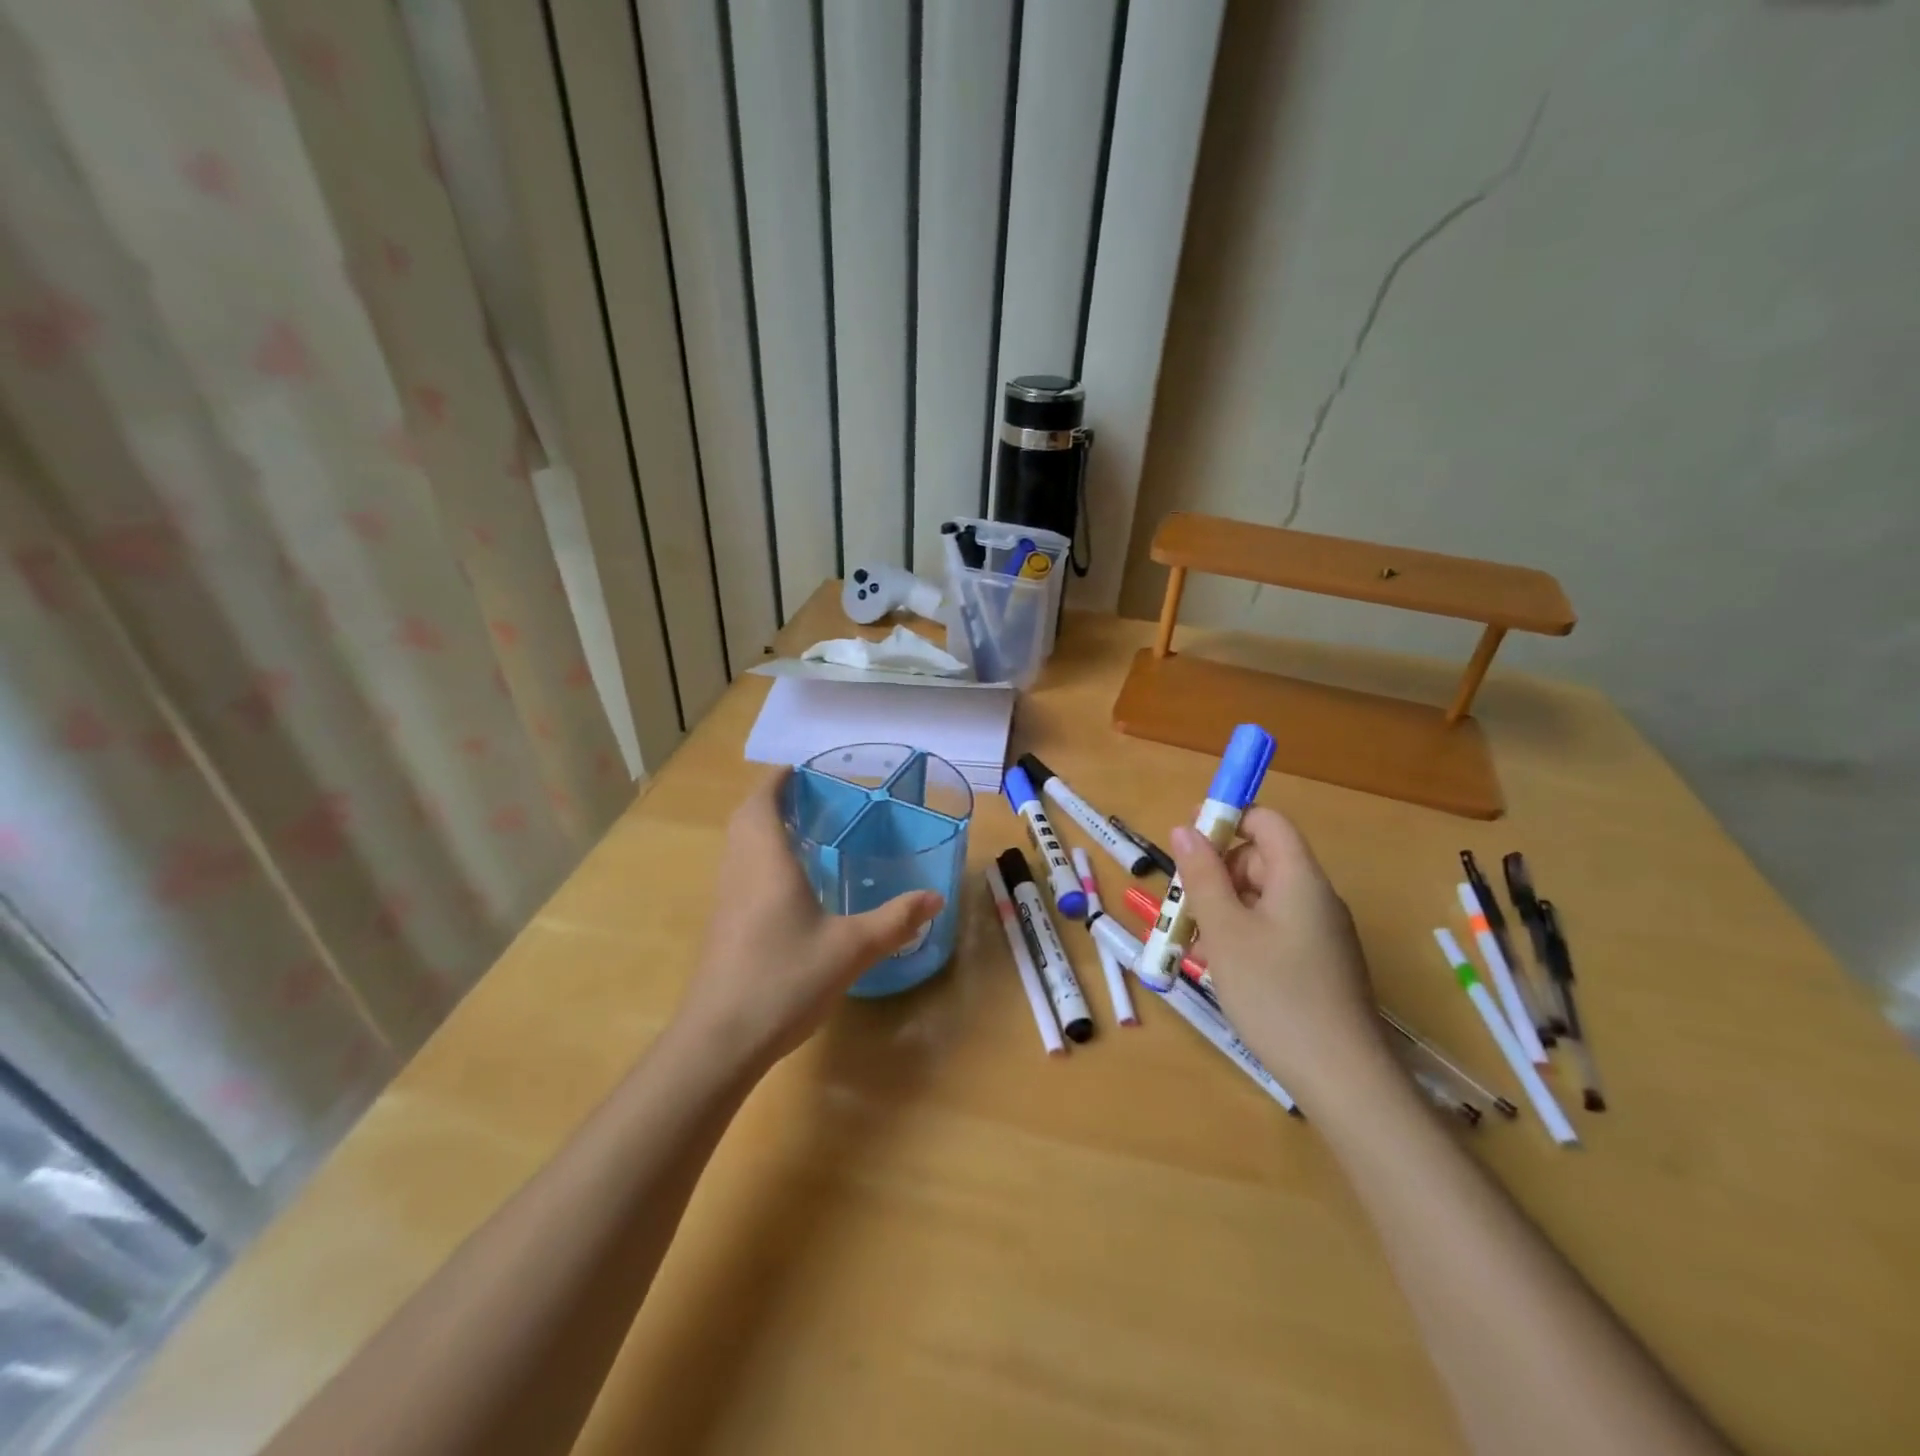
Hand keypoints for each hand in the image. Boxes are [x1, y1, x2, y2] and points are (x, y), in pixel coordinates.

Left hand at [676, 769, 941, 1070]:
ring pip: (738, 847)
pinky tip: (786, 885)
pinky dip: (758, 859)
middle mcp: (740, 872)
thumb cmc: (785, 980)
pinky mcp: (721, 927)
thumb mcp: (852, 948)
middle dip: (770, 801)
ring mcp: (725, 901)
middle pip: (745, 820)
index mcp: (767, 862)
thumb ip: (895, 920)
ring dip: (761, 829)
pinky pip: (738, 873)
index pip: (762, 803)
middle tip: (807, 798)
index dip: (777, 780)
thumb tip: (935, 897)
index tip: (798, 769)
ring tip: (800, 832)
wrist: (719, 1041)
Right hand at [1171, 807, 1388, 1100]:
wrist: (1342, 1079)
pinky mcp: (1319, 964)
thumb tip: (1185, 828)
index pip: (1266, 821)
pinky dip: (1242, 935)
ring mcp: (1320, 933)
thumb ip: (1202, 875)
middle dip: (1216, 873)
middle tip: (1182, 906)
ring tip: (1193, 944)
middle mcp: (1315, 897)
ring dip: (1223, 908)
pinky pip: (1273, 929)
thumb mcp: (1225, 931)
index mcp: (1299, 878)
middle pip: (1260, 859)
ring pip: (1262, 898)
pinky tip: (1221, 968)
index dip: (1226, 819)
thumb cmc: (1275, 994)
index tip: (1186, 841)